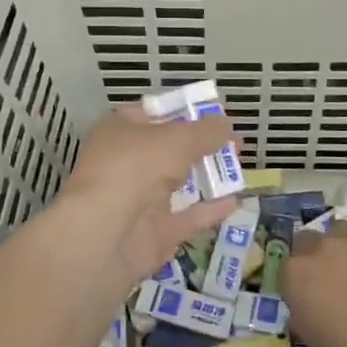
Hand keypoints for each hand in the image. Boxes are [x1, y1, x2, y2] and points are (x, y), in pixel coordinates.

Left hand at [53, 103, 239, 296]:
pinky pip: (187, 217)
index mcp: (120, 130)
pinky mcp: (153, 233)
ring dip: (209, 177)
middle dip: (204, 146)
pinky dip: (210, 210)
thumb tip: (227, 124)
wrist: (105, 234)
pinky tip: (236, 201)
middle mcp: (127, 162)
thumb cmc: (136, 168)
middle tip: (236, 144)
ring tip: (241, 168)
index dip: (185, 112)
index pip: (154, 114)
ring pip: (179, 184)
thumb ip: (206, 132)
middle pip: (170, 149)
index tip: (216, 114)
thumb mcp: (178, 139)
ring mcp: (139, 200)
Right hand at [282, 223, 346, 346]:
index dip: (298, 283)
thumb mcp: (316, 343)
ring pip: (341, 232)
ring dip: (345, 247)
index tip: (310, 298)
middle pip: (309, 241)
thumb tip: (308, 308)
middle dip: (316, 256)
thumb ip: (305, 317)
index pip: (287, 270)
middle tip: (333, 280)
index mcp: (296, 274)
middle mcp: (320, 247)